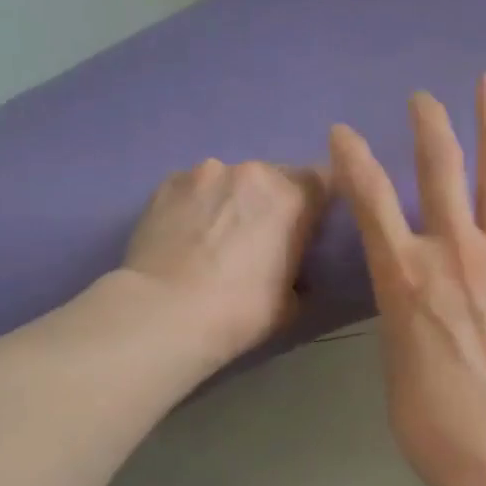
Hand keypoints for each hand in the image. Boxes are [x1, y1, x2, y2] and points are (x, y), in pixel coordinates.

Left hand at [122, 159, 328, 364]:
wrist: (163, 313)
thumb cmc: (239, 312)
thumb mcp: (292, 303)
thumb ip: (301, 272)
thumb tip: (294, 269)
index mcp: (292, 196)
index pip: (323, 181)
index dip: (317, 205)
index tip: (309, 229)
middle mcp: (251, 172)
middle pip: (274, 177)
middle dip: (272, 202)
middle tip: (260, 238)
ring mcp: (205, 172)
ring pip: (231, 181)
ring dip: (232, 201)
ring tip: (215, 237)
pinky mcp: (168, 182)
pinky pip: (195, 188)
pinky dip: (197, 205)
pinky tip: (186, 235)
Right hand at [331, 73, 485, 485]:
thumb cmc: (432, 418)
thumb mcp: (395, 356)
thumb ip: (402, 306)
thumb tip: (411, 285)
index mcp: (403, 279)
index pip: (370, 200)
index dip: (354, 159)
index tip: (343, 131)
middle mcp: (453, 253)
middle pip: (439, 169)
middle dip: (428, 125)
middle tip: (422, 98)